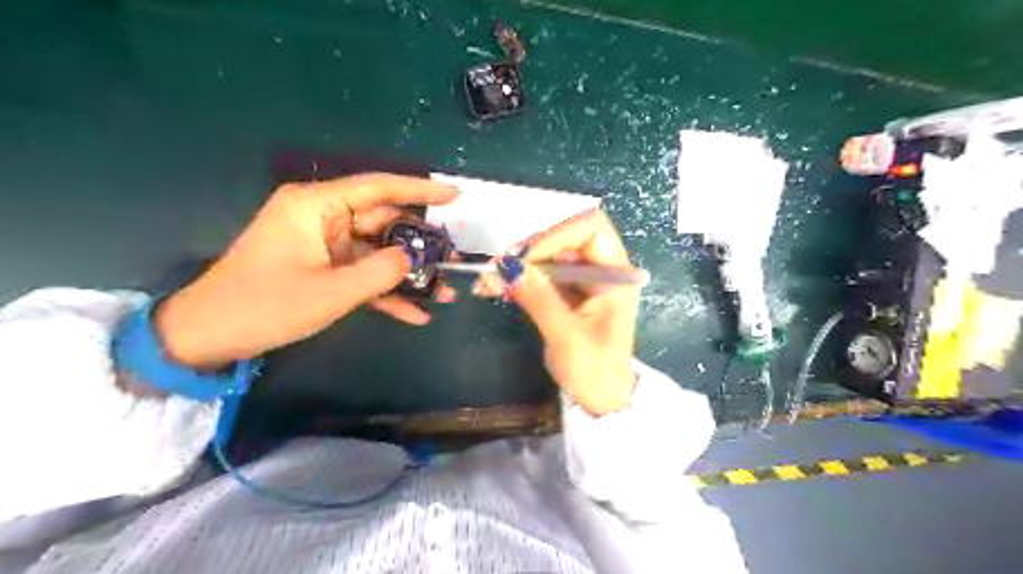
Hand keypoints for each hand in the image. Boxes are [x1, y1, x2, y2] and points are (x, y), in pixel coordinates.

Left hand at [157, 173, 460, 366]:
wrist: (209, 336)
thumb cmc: (266, 306)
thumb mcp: (332, 292)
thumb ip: (381, 272)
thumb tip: (413, 258)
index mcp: (317, 206)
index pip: (379, 188)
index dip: (421, 189)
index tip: (456, 196)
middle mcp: (323, 218)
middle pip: (384, 223)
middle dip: (420, 245)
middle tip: (456, 260)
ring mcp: (324, 245)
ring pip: (378, 252)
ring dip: (408, 274)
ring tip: (446, 291)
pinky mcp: (323, 268)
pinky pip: (362, 274)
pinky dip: (386, 292)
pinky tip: (416, 314)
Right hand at [476, 209, 637, 414]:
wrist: (601, 396)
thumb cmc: (595, 370)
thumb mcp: (567, 337)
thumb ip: (541, 300)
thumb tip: (509, 267)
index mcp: (615, 275)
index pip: (592, 228)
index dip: (558, 233)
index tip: (527, 257)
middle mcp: (600, 269)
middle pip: (564, 238)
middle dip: (530, 250)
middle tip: (500, 268)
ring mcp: (582, 279)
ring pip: (547, 255)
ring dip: (518, 265)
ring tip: (489, 281)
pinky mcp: (566, 291)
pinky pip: (540, 274)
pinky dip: (517, 278)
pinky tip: (494, 287)